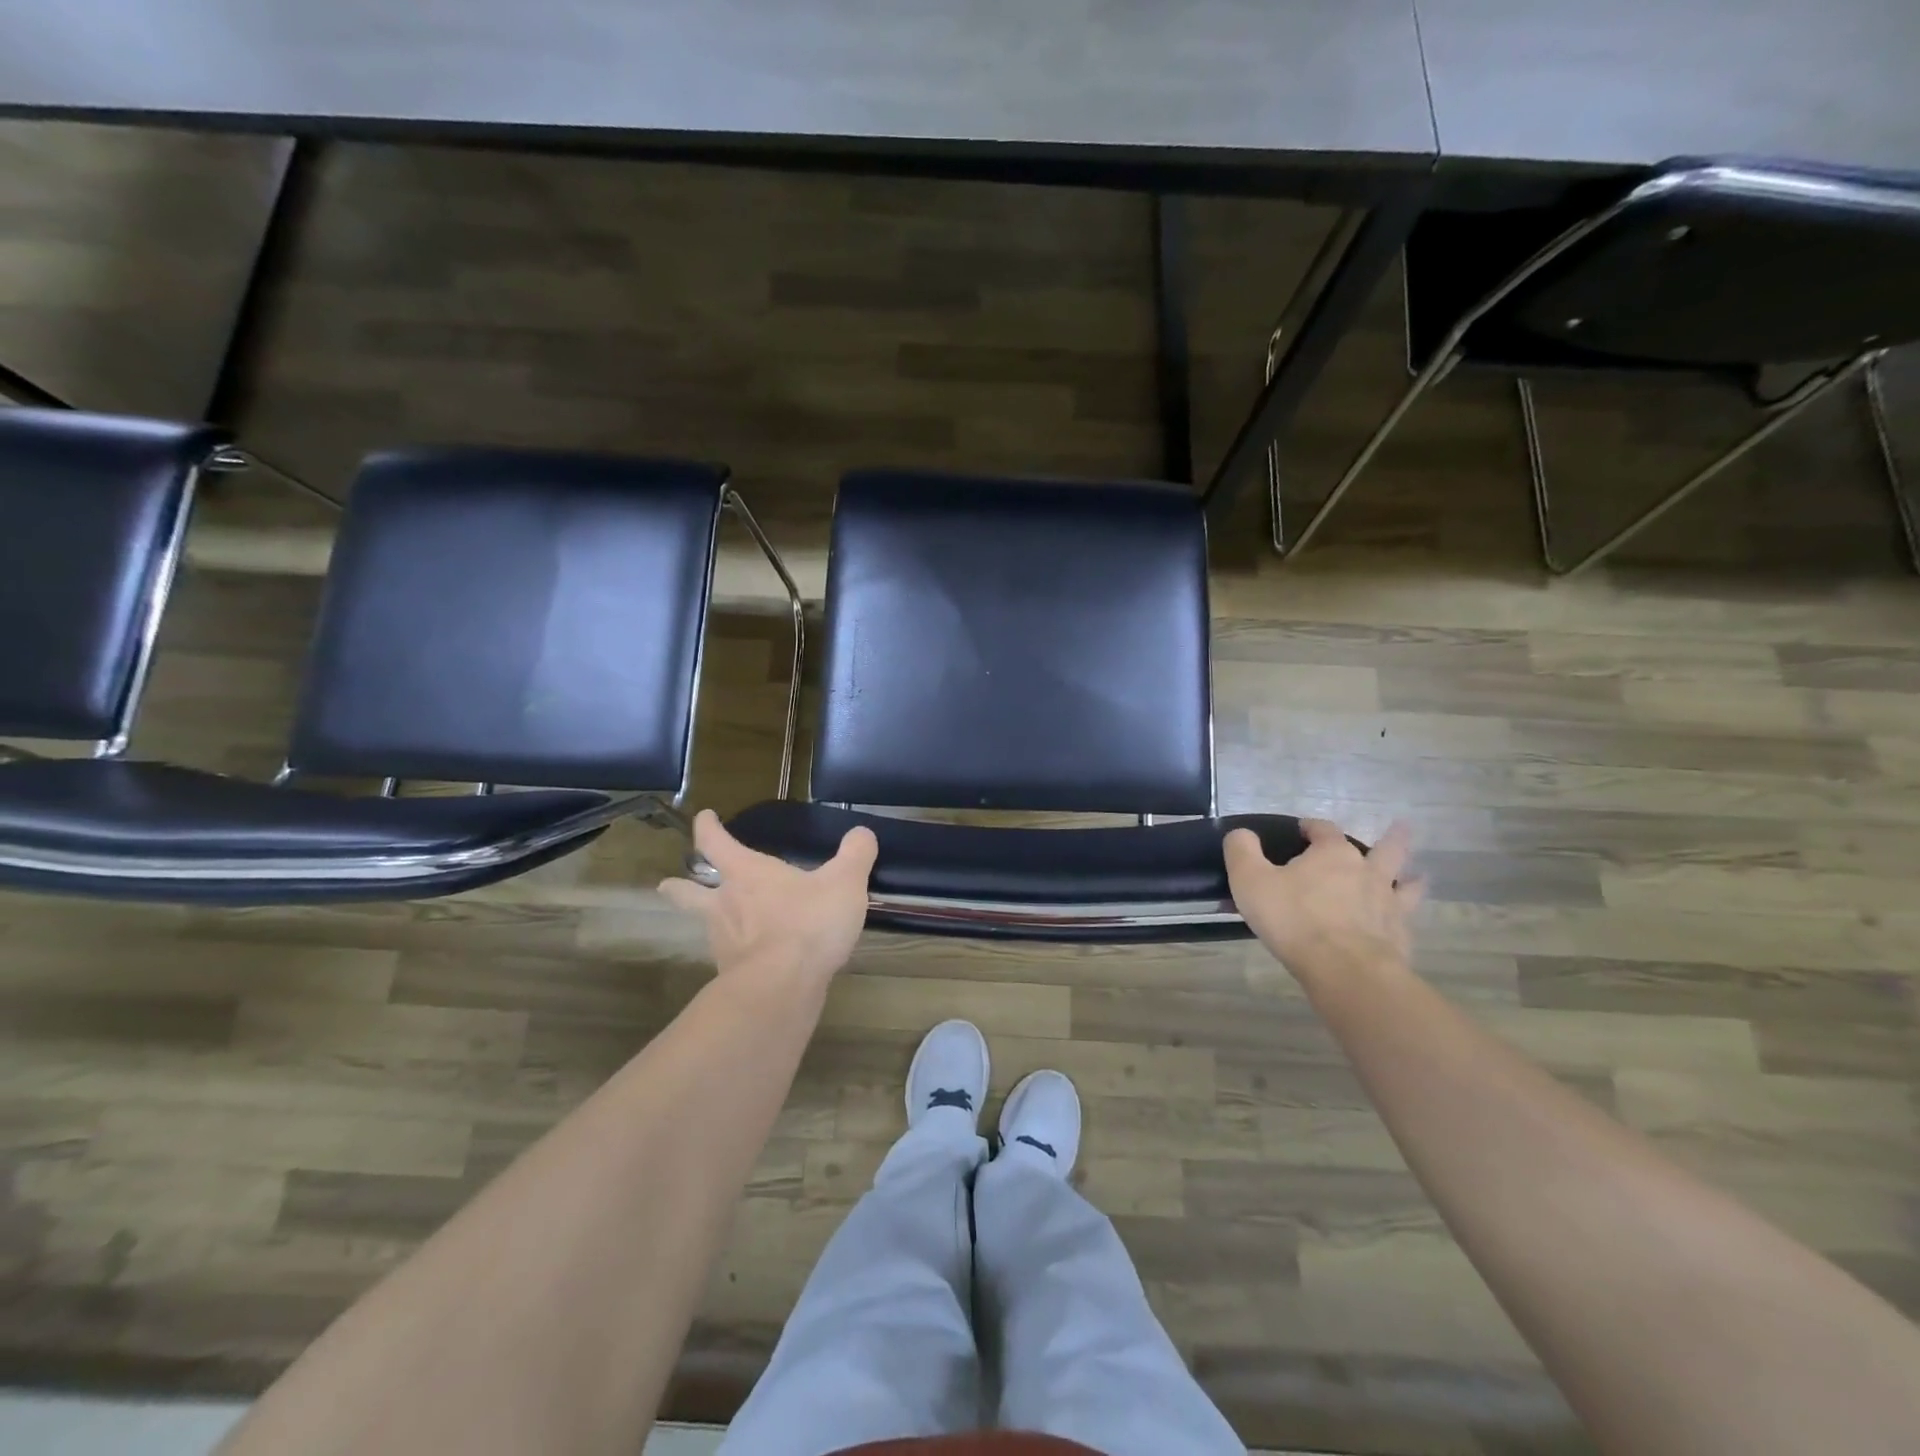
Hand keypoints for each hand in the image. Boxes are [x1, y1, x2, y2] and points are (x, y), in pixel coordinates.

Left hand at [659, 810, 877, 984]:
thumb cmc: (808, 923)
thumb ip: (855, 855)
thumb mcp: (844, 883)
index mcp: (746, 874)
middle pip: (688, 892)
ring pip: (706, 926)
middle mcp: (725, 904)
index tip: (704, 816)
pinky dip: (736, 954)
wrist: (782, 988)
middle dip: (679, 886)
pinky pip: (730, 958)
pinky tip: (753, 958)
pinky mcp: (731, 975)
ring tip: (721, 925)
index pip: (716, 842)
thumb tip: (862, 834)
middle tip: (667, 884)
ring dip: (710, 922)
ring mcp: (723, 942)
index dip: (708, 827)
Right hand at [1224, 818, 1423, 983]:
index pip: (1324, 829)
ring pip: (1406, 883)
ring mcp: (1388, 904)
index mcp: (1332, 854)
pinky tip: (1400, 923)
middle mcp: (1367, 872)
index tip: (1302, 829)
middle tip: (1400, 828)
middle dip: (1390, 838)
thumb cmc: (1293, 919)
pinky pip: (1405, 921)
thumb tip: (1241, 833)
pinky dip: (1402, 917)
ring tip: (1416, 876)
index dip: (1312, 826)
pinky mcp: (1399, 936)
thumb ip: (1242, 850)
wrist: (1344, 969)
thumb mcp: (1250, 880)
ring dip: (1410, 877)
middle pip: (1385, 848)